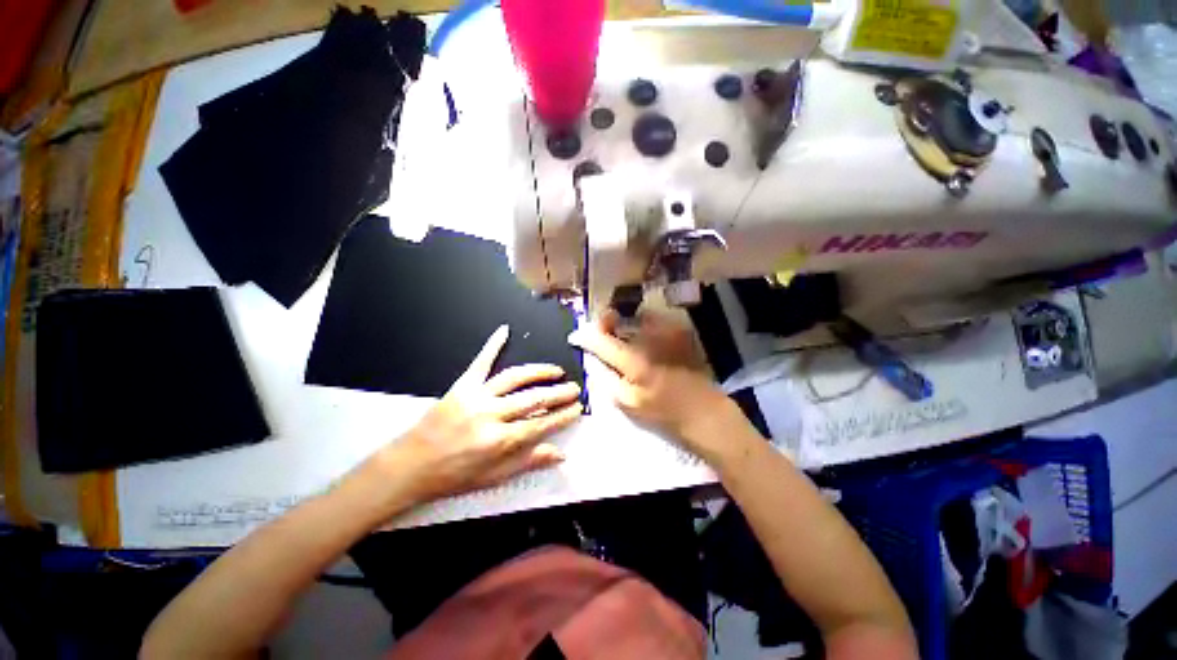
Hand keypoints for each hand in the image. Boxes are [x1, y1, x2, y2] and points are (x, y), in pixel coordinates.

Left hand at [378, 326, 582, 504]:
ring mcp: (476, 396)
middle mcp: (491, 415)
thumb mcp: (494, 477)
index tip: (577, 408)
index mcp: (500, 440)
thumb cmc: (453, 475)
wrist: (410, 465)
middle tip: (575, 389)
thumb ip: (528, 462)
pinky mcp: (462, 385)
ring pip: (515, 378)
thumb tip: (560, 455)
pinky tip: (504, 331)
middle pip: (534, 399)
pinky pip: (480, 361)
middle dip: (559, 393)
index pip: (541, 424)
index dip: (563, 416)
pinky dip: (492, 344)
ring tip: (556, 371)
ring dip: (539, 372)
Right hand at [568, 310, 744, 463]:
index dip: (586, 336)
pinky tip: (646, 342)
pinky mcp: (680, 331)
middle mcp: (651, 338)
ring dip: (626, 325)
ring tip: (626, 340)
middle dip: (606, 325)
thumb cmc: (663, 411)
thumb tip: (591, 358)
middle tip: (603, 335)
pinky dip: (644, 326)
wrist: (703, 409)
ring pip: (635, 317)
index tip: (577, 336)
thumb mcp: (628, 403)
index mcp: (635, 360)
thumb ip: (605, 378)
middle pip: (619, 320)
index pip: (602, 340)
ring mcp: (668, 331)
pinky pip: (654, 320)